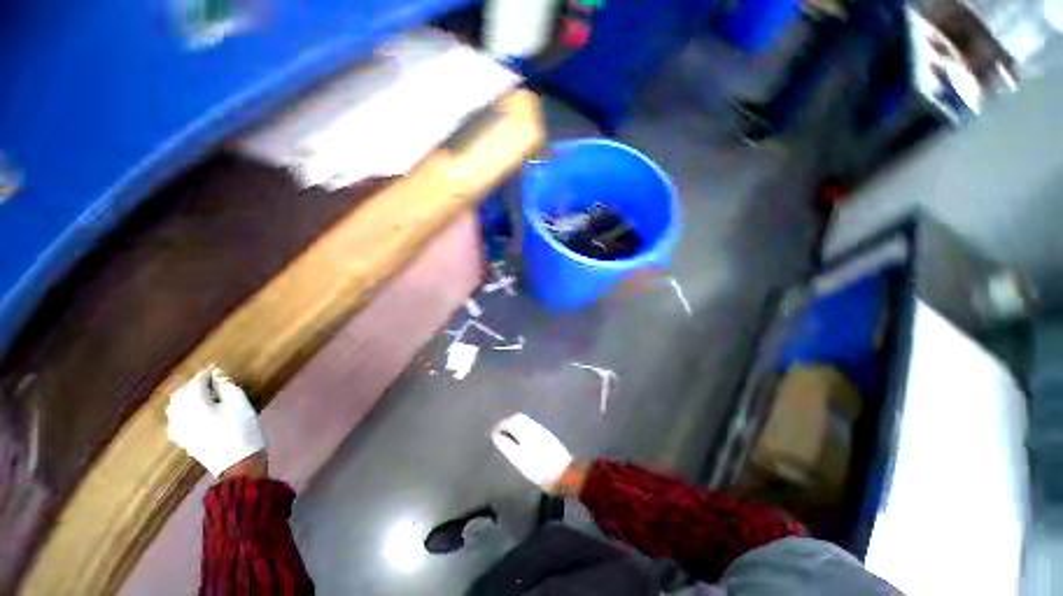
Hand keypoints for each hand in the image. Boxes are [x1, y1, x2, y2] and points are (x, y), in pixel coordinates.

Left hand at [166, 365, 266, 477]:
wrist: (237, 463)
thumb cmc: (242, 429)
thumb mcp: (241, 403)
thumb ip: (227, 386)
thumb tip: (217, 376)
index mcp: (195, 403)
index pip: (197, 381)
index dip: (208, 373)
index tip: (217, 369)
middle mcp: (180, 413)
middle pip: (181, 392)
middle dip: (193, 384)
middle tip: (210, 380)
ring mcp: (178, 428)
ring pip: (174, 405)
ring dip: (185, 396)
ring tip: (200, 393)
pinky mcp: (181, 438)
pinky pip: (174, 419)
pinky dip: (180, 410)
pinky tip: (190, 412)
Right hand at [491, 413, 572, 490]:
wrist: (565, 474)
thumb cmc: (540, 470)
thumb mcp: (520, 461)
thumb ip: (507, 446)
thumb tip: (496, 436)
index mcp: (526, 431)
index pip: (510, 421)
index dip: (500, 426)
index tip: (492, 432)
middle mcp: (534, 427)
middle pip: (518, 418)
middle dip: (507, 422)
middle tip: (499, 432)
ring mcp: (542, 430)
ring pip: (525, 420)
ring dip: (515, 424)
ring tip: (508, 435)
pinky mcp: (547, 435)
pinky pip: (531, 425)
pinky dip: (522, 427)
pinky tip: (521, 437)